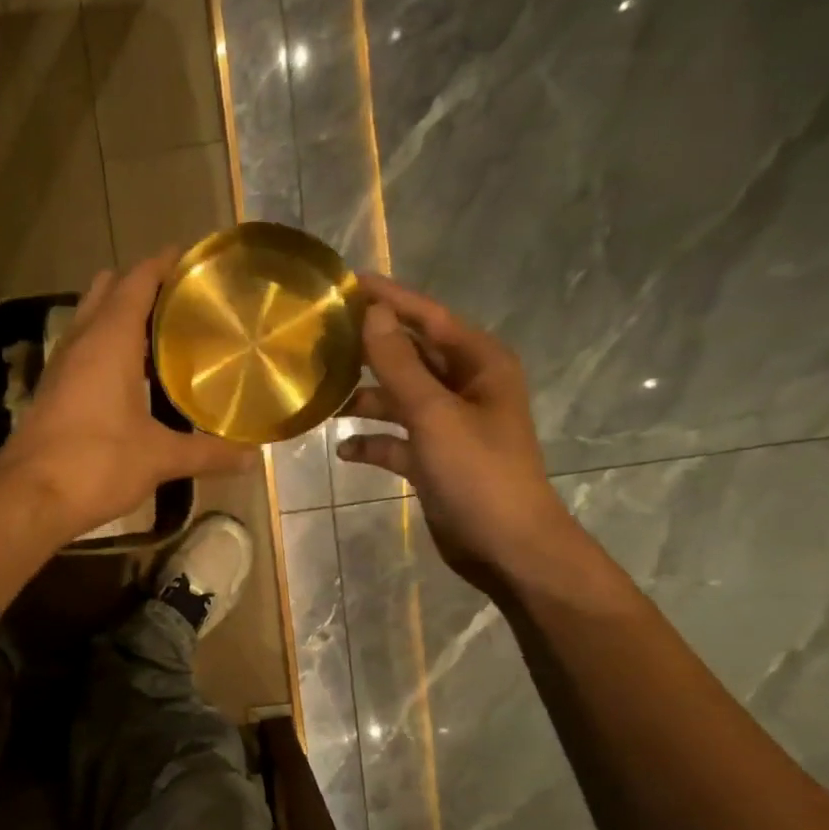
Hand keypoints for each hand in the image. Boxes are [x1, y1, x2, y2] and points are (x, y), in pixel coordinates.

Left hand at [0, 251, 256, 538]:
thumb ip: (207, 453)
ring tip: (164, 333)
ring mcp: (61, 366)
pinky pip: (83, 351)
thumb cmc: (96, 464)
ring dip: (121, 316)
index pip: (137, 280)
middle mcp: (81, 341)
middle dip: (141, 285)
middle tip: (182, 300)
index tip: (193, 259)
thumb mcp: (158, 458)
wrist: (28, 498)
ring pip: (91, 320)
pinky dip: (107, 347)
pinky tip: (131, 376)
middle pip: (109, 290)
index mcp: (109, 339)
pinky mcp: (52, 391)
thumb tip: (253, 459)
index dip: (164, 263)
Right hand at [335, 274, 582, 589]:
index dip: (390, 299)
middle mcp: (465, 387)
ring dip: (365, 400)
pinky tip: (344, 451)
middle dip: (370, 350)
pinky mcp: (435, 459)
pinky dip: (373, 442)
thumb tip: (373, 313)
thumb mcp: (434, 414)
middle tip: (321, 339)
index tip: (347, 283)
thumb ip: (400, 364)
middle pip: (410, 356)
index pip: (429, 317)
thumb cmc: (478, 474)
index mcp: (479, 364)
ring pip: (399, 399)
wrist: (507, 547)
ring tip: (322, 399)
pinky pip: (396, 440)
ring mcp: (449, 425)